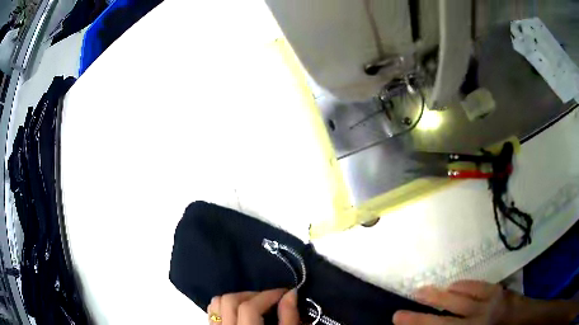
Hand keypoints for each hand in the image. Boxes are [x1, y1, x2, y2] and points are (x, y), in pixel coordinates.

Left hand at [207, 289, 299, 324]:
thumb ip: (289, 317)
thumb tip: (290, 293)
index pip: (249, 308)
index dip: (268, 295)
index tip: (285, 293)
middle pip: (230, 301)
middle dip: (253, 295)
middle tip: (271, 299)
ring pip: (218, 303)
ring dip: (238, 298)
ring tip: (256, 303)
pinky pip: (214, 311)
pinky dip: (225, 305)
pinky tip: (240, 310)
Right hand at [393, 280, 578, 324]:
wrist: (523, 319)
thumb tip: (439, 323)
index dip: (418, 324)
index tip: (399, 318)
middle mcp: (478, 320)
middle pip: (446, 314)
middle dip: (424, 309)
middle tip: (406, 303)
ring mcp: (489, 303)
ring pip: (460, 296)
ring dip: (440, 293)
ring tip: (425, 291)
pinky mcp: (497, 290)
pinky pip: (475, 285)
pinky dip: (461, 286)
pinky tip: (453, 286)